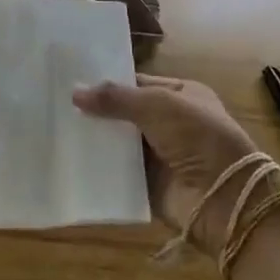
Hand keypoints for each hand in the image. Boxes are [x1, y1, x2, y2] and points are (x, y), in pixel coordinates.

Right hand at [74, 74, 263, 252]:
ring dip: (95, 138)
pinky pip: (118, 171)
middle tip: (57, 103)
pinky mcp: (149, 184)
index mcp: (182, 95)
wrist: (223, 199)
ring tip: (56, 127)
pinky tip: (69, 157)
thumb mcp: (157, 105)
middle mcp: (171, 124)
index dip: (109, 82)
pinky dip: (98, 166)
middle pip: (126, 113)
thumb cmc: (197, 136)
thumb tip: (74, 92)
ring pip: (120, 142)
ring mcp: (160, 155)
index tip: (74, 80)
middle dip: (98, 111)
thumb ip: (116, 98)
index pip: (138, 84)